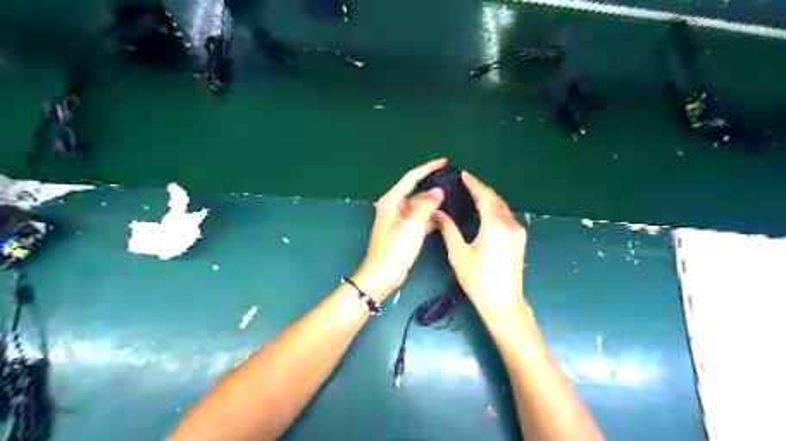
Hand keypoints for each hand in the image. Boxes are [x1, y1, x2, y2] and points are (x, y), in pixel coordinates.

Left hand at [351, 158, 448, 303]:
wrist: (382, 276)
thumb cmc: (394, 250)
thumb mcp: (412, 225)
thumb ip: (426, 205)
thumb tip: (438, 191)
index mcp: (392, 201)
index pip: (411, 178)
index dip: (428, 168)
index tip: (445, 161)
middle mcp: (394, 206)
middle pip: (416, 190)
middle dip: (433, 185)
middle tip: (453, 181)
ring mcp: (400, 220)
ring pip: (420, 205)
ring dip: (434, 202)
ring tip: (453, 198)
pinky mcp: (405, 231)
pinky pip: (420, 218)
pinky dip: (431, 216)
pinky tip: (445, 217)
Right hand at [436, 170, 526, 315]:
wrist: (503, 303)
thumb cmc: (478, 280)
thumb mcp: (459, 254)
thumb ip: (448, 229)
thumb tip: (438, 213)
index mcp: (495, 225)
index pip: (484, 196)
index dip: (473, 183)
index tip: (463, 174)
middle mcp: (510, 224)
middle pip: (495, 199)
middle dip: (481, 189)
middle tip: (465, 183)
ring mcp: (518, 231)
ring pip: (503, 207)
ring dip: (489, 198)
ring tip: (473, 194)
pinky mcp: (520, 239)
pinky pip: (507, 216)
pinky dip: (495, 208)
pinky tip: (485, 211)